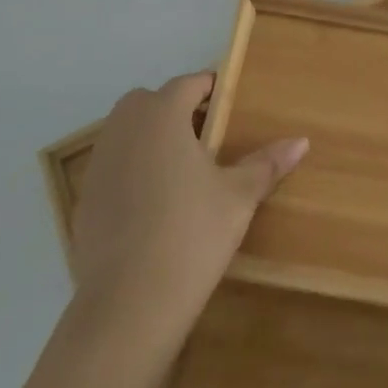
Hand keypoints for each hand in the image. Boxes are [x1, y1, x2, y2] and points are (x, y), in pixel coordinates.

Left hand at [66, 72, 306, 355]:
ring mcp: (99, 164)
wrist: (129, 304)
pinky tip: (156, 205)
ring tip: (184, 169)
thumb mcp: (238, 196)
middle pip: (150, 101)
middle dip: (176, 109)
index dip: (211, 89)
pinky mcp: (85, 199)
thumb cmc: (192, 234)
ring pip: (127, 132)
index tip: (231, 104)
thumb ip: (266, 163)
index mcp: (161, 116)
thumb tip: (301, 141)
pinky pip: (113, 167)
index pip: (187, 84)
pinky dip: (133, 170)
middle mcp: (124, 129)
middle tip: (209, 136)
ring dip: (152, 138)